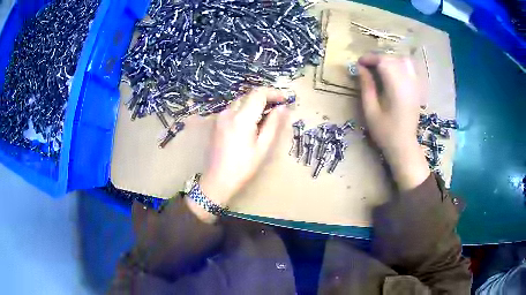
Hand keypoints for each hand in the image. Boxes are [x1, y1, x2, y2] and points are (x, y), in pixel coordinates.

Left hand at [200, 88, 288, 205]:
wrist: (217, 180)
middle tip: (278, 107)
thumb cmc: (243, 167)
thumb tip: (282, 108)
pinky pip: (234, 109)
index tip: (284, 99)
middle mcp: (229, 112)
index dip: (273, 93)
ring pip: (241, 101)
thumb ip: (273, 124)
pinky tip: (252, 121)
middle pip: (249, 95)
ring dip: (255, 103)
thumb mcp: (263, 147)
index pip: (259, 94)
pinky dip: (245, 109)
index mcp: (242, 118)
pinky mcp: (217, 122)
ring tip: (267, 115)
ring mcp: (220, 117)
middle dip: (265, 97)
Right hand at [358, 53, 429, 189]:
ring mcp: (415, 85)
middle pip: (393, 59)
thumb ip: (366, 86)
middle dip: (378, 59)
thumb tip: (360, 68)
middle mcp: (408, 83)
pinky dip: (400, 65)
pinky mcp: (417, 89)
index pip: (384, 61)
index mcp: (396, 88)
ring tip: (380, 68)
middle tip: (367, 67)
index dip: (370, 58)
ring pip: (403, 61)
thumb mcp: (370, 110)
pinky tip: (393, 73)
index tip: (359, 63)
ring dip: (390, 60)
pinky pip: (410, 69)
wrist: (404, 145)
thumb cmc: (385, 131)